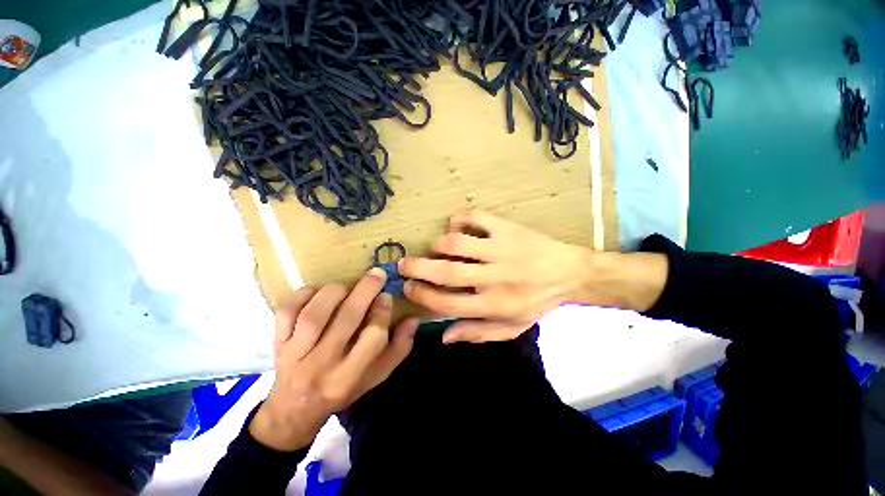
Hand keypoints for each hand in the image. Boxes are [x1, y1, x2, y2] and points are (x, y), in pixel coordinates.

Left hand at [250, 269, 418, 450]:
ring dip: (336, 292)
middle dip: (365, 292)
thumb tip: (413, 319)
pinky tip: (318, 291)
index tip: (386, 297)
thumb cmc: (344, 389)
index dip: (382, 313)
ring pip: (315, 314)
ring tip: (348, 286)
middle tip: (376, 274)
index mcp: (349, 377)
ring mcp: (294, 354)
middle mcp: (321, 366)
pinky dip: (303, 294)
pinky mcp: (277, 342)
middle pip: (346, 320)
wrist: (295, 407)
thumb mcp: (377, 376)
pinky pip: (287, 312)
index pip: (373, 339)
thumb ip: (399, 348)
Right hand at [399, 209, 667, 343]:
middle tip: (403, 263)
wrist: (570, 274)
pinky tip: (457, 225)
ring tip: (436, 247)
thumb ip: (477, 333)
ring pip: (456, 241)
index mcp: (494, 305)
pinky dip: (459, 218)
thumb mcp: (511, 327)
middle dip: (417, 267)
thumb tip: (444, 336)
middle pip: (445, 270)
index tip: (409, 287)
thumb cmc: (537, 303)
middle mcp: (494, 277)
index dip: (421, 296)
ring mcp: (501, 249)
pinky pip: (476, 216)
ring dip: (438, 243)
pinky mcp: (508, 228)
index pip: (446, 302)